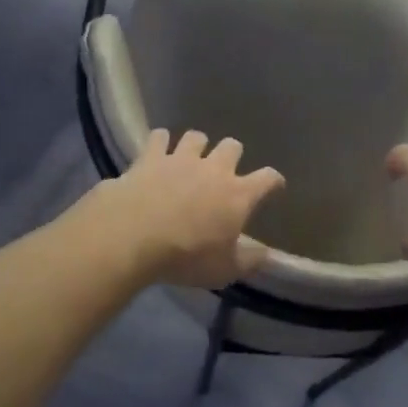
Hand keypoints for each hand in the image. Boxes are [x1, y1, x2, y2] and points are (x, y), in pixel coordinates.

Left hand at [91, 130, 285, 287]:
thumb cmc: (186, 256)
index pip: (267, 178)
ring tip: (190, 157)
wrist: (132, 236)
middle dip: (232, 154)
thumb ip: (249, 260)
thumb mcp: (224, 270)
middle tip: (224, 170)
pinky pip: (159, 137)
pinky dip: (160, 142)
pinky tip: (157, 150)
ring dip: (197, 146)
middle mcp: (214, 169)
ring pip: (196, 137)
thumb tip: (267, 254)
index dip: (273, 181)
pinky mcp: (150, 157)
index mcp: (238, 195)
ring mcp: (181, 159)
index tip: (274, 185)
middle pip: (232, 146)